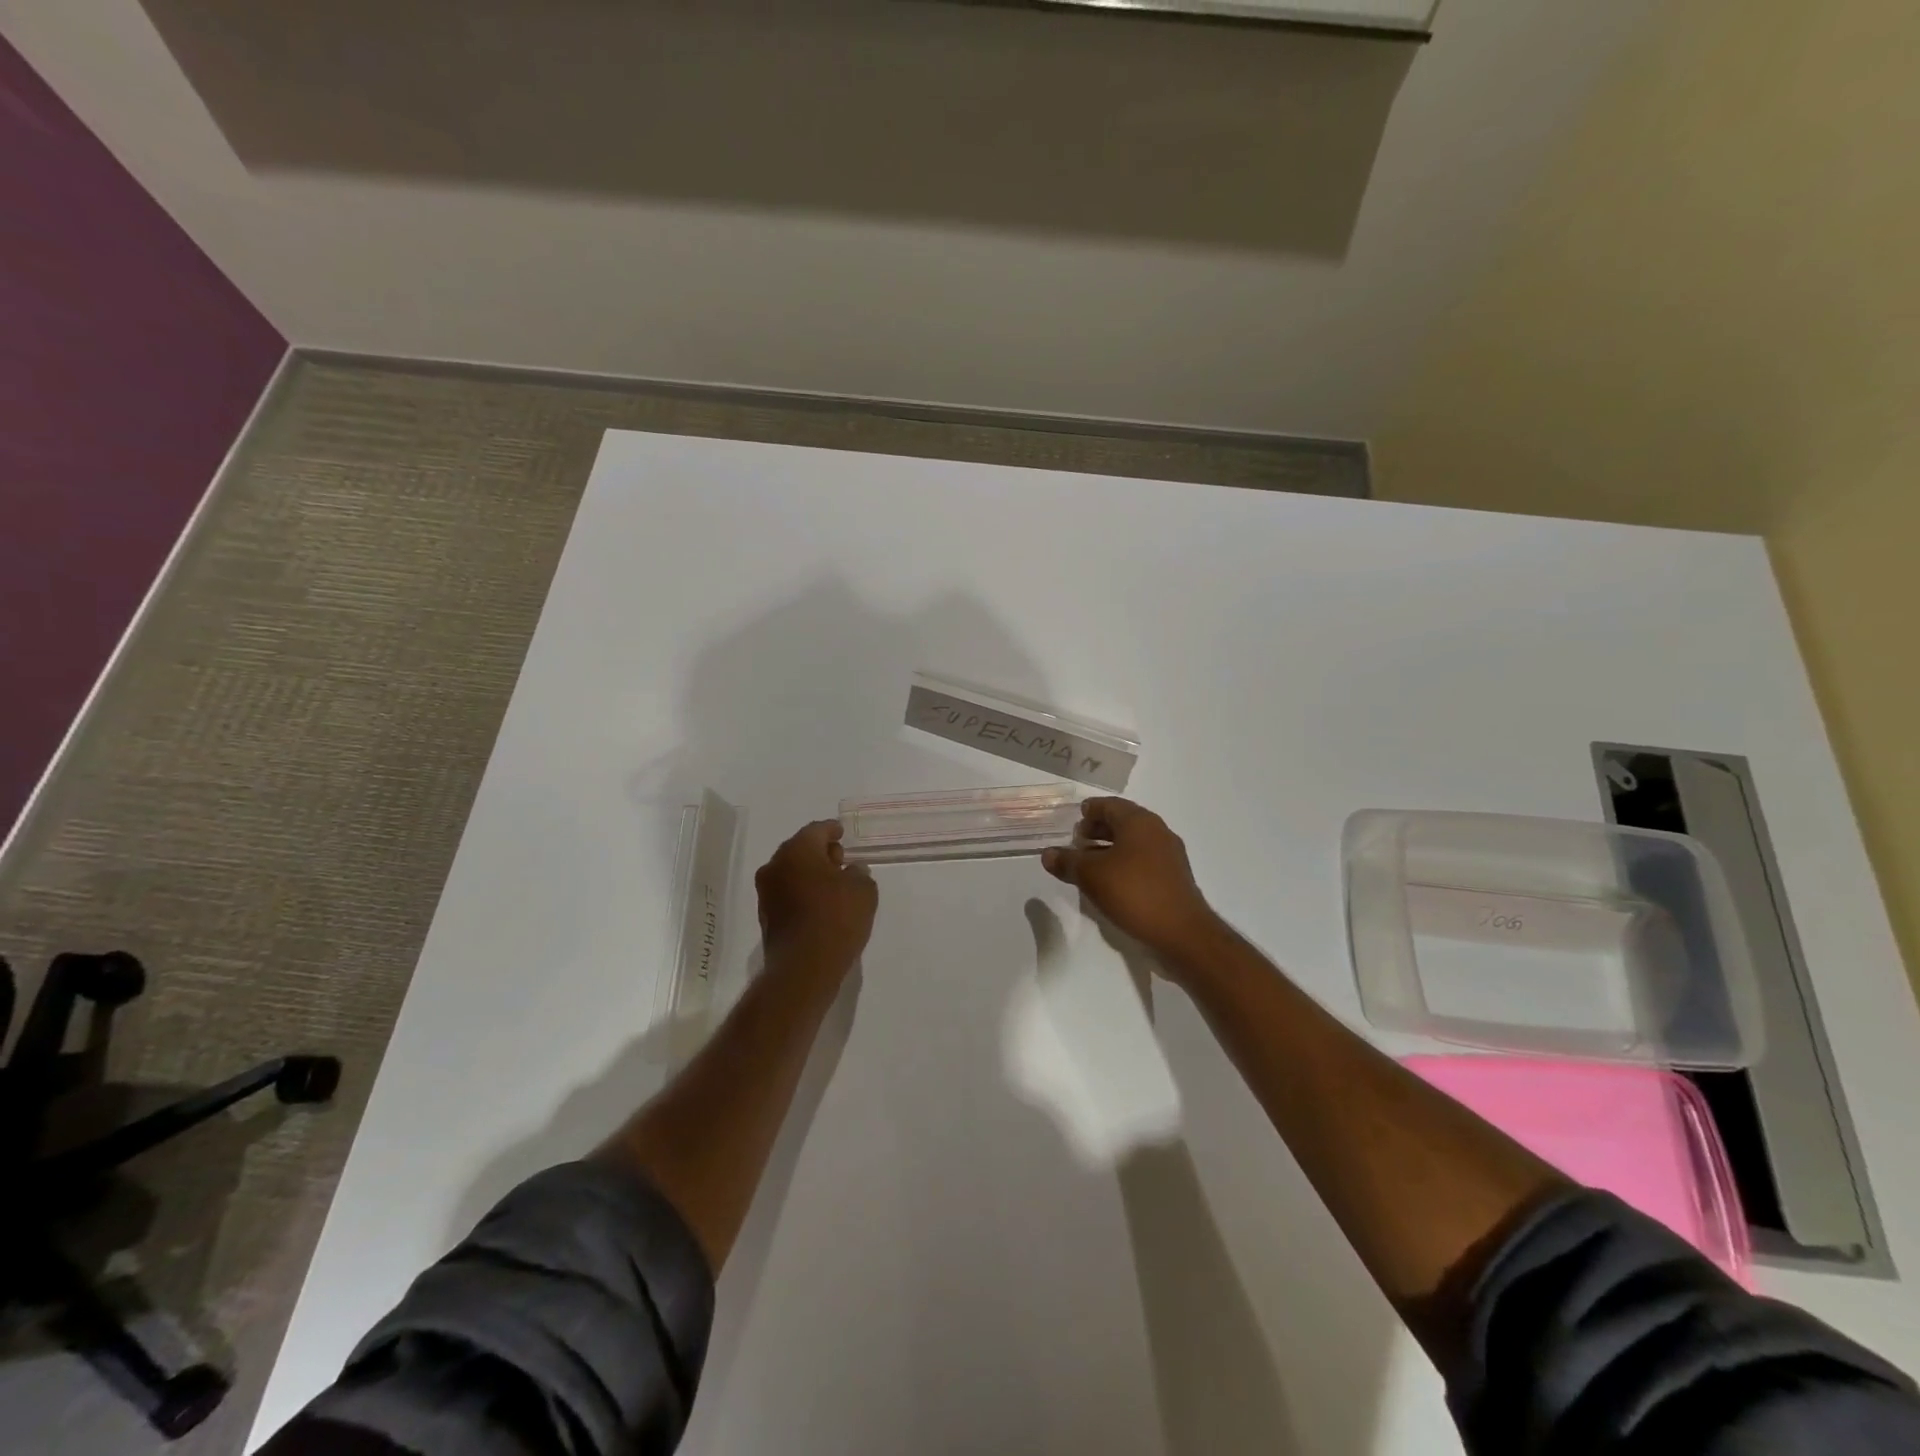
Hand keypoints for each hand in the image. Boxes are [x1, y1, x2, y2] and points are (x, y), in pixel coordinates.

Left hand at [755, 820, 877, 975]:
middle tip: (840, 859)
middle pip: (800, 849)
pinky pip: (788, 893)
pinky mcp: (766, 917)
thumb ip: (859, 873)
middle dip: (820, 852)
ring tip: (834, 884)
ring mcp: (767, 893)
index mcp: (797, 851)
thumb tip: (851, 871)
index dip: (832, 829)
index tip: (841, 832)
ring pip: (791, 872)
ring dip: (810, 874)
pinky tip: (821, 904)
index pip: (816, 830)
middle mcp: (775, 866)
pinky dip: (803, 892)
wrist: (804, 968)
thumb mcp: (863, 890)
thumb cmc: (837, 918)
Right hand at [1042, 797, 1218, 960]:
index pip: (1110, 804)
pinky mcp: (1173, 878)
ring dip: (1110, 848)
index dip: (1090, 810)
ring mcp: (1169, 855)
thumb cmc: (1134, 892)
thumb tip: (1047, 854)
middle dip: (1098, 829)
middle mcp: (1157, 831)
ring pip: (1133, 843)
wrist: (1181, 932)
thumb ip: (1067, 861)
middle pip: (1123, 822)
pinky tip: (1110, 881)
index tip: (1075, 818)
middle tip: (1077, 841)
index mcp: (1139, 822)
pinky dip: (1124, 863)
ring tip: (1088, 863)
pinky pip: (1143, 860)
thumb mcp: (1091, 876)